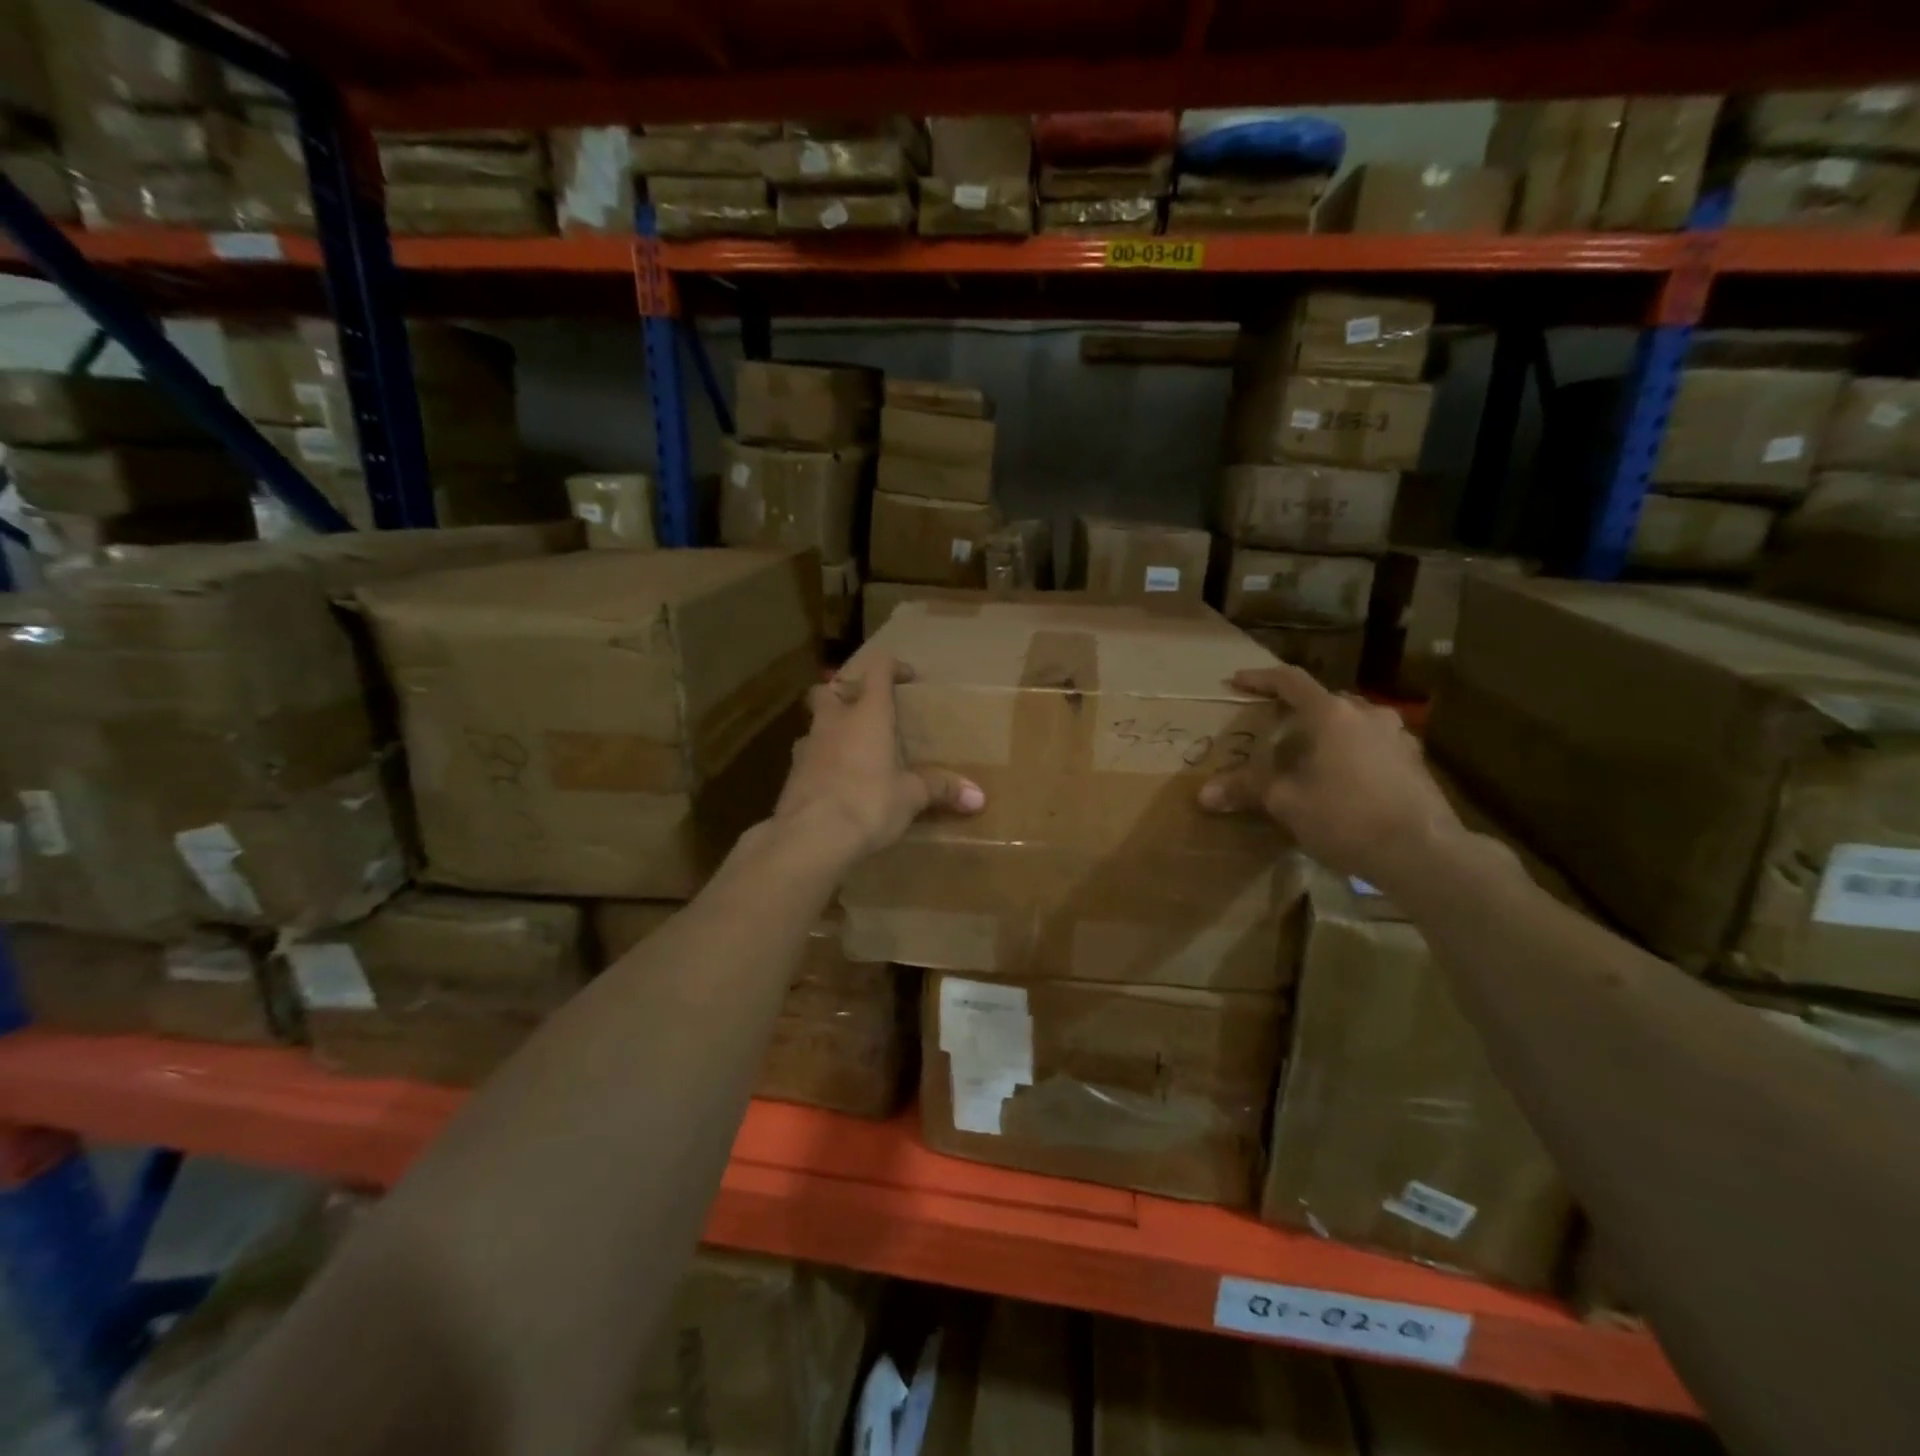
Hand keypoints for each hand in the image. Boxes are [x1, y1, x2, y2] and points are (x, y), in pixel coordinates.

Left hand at [773, 652, 984, 861]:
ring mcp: (807, 747)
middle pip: (829, 690)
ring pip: (815, 725)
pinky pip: (807, 758)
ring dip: (831, 730)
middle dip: (845, 694)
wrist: (810, 837)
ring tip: (852, 752)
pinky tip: (836, 784)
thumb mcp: (911, 797)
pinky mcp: (791, 775)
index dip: (893, 667)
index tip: (908, 679)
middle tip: (865, 711)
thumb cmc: (869, 803)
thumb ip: (941, 790)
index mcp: (868, 715)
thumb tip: (979, 798)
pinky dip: (821, 763)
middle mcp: (833, 722)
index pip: (877, 670)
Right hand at [1197, 664, 1463, 892]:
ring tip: (1308, 758)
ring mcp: (1398, 736)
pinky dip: (1351, 753)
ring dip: (1327, 733)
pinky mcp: (1415, 762)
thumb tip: (1203, 794)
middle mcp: (1367, 714)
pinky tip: (1343, 781)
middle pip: (1324, 701)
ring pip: (1352, 723)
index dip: (1260, 678)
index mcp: (1332, 714)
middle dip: (1296, 711)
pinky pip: (1373, 745)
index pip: (1290, 681)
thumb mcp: (1287, 803)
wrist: (1424, 853)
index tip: (1238, 681)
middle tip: (1273, 730)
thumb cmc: (1346, 817)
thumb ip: (1247, 789)